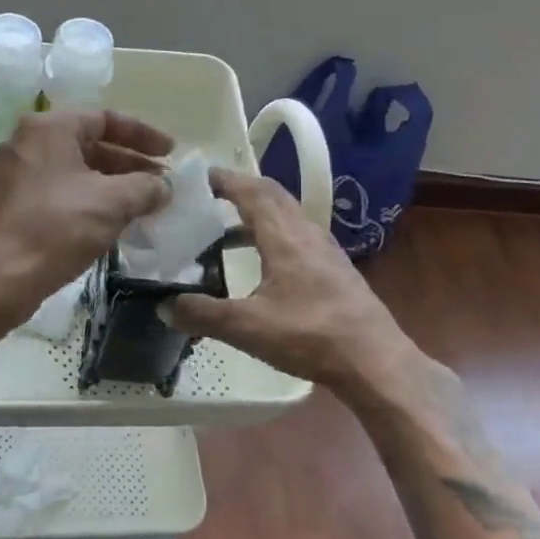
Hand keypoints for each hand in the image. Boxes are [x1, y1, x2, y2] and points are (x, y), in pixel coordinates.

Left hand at [0, 109, 172, 327]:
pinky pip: (59, 192)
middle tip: (161, 184)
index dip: (143, 135)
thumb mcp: (112, 203)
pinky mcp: (11, 205)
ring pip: (74, 171)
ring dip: (111, 185)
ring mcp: (15, 175)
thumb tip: (163, 187)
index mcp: (48, 128)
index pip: (105, 118)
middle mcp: (27, 143)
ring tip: (144, 205)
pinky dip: (88, 200)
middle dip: (129, 163)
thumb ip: (145, 187)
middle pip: (89, 144)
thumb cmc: (56, 228)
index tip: (170, 153)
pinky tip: (111, 223)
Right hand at [167, 168, 409, 390]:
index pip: (252, 192)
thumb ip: (202, 314)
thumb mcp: (247, 327)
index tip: (199, 177)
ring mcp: (325, 251)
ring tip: (227, 230)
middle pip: (273, 196)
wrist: (375, 362)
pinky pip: (298, 236)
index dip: (225, 180)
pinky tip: (263, 262)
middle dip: (242, 189)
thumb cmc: (310, 336)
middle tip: (210, 195)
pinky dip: (274, 235)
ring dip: (258, 213)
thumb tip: (164, 305)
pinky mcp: (335, 270)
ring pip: (288, 216)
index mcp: (284, 237)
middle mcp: (306, 233)